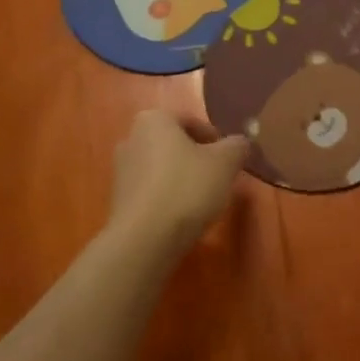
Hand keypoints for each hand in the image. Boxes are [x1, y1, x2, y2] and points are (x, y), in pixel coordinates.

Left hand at [108, 109, 248, 250]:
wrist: (144, 240)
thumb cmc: (186, 188)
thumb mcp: (225, 163)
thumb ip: (237, 146)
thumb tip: (241, 143)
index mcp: (154, 120)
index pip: (191, 121)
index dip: (214, 139)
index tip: (228, 159)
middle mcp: (131, 138)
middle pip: (174, 144)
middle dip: (197, 158)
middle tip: (218, 178)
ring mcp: (121, 171)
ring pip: (162, 168)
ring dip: (181, 179)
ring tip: (202, 200)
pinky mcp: (118, 201)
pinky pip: (151, 191)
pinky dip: (167, 198)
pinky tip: (182, 216)